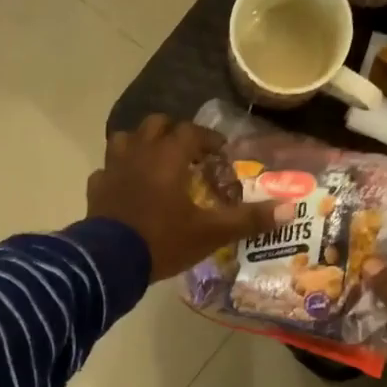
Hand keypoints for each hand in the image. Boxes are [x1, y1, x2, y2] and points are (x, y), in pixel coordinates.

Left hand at [86, 115, 284, 281]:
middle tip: (188, 154)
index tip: (220, 152)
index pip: (191, 131)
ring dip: (141, 145)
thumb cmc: (163, 240)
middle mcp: (139, 152)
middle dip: (173, 133)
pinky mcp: (96, 187)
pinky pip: (107, 169)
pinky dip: (118, 173)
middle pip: (156, 125)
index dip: (208, 138)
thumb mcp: (211, 233)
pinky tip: (126, 188)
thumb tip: (291, 209)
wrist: (110, 262)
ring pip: (125, 139)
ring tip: (154, 163)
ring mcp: (112, 168)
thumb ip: (248, 219)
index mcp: (168, 156)